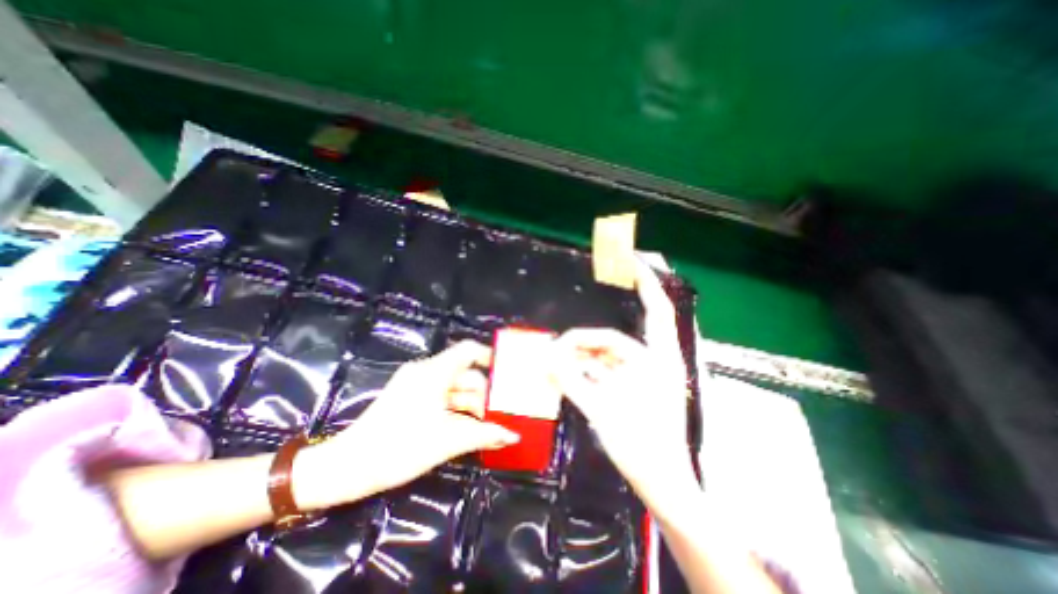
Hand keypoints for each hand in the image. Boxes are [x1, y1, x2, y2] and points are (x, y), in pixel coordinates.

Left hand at [293, 344, 517, 510]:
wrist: (348, 467)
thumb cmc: (399, 447)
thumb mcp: (447, 440)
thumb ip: (484, 434)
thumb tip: (513, 436)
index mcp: (434, 372)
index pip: (468, 350)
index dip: (489, 357)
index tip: (507, 373)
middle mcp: (426, 372)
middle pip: (464, 373)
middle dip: (483, 393)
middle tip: (500, 413)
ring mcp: (416, 384)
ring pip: (454, 387)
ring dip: (471, 404)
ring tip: (487, 425)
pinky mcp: (410, 397)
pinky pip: (442, 396)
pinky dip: (456, 409)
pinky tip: (468, 426)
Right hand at [551, 261, 699, 511]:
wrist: (662, 484)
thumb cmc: (641, 448)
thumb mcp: (602, 410)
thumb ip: (572, 381)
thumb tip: (546, 356)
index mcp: (658, 359)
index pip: (655, 309)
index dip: (644, 282)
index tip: (629, 259)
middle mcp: (652, 361)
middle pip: (615, 337)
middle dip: (587, 336)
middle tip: (559, 341)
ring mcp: (641, 376)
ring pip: (606, 356)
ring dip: (581, 357)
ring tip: (555, 360)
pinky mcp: (631, 388)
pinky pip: (604, 370)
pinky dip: (586, 370)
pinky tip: (567, 373)